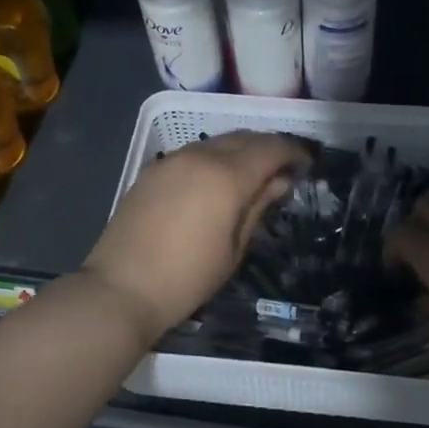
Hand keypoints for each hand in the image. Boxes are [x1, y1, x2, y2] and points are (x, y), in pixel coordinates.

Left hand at [82, 131, 310, 344]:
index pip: (271, 149)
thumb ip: (258, 207)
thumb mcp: (234, 248)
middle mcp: (200, 156)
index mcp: (227, 176)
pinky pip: (194, 153)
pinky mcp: (153, 170)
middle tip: (286, 167)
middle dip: (270, 147)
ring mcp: (172, 160)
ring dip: (241, 150)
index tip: (307, 163)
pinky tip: (218, 179)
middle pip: (245, 138)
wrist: (121, 289)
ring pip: (218, 142)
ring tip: (255, 173)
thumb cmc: (187, 278)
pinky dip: (215, 157)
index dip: (293, 152)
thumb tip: (280, 181)